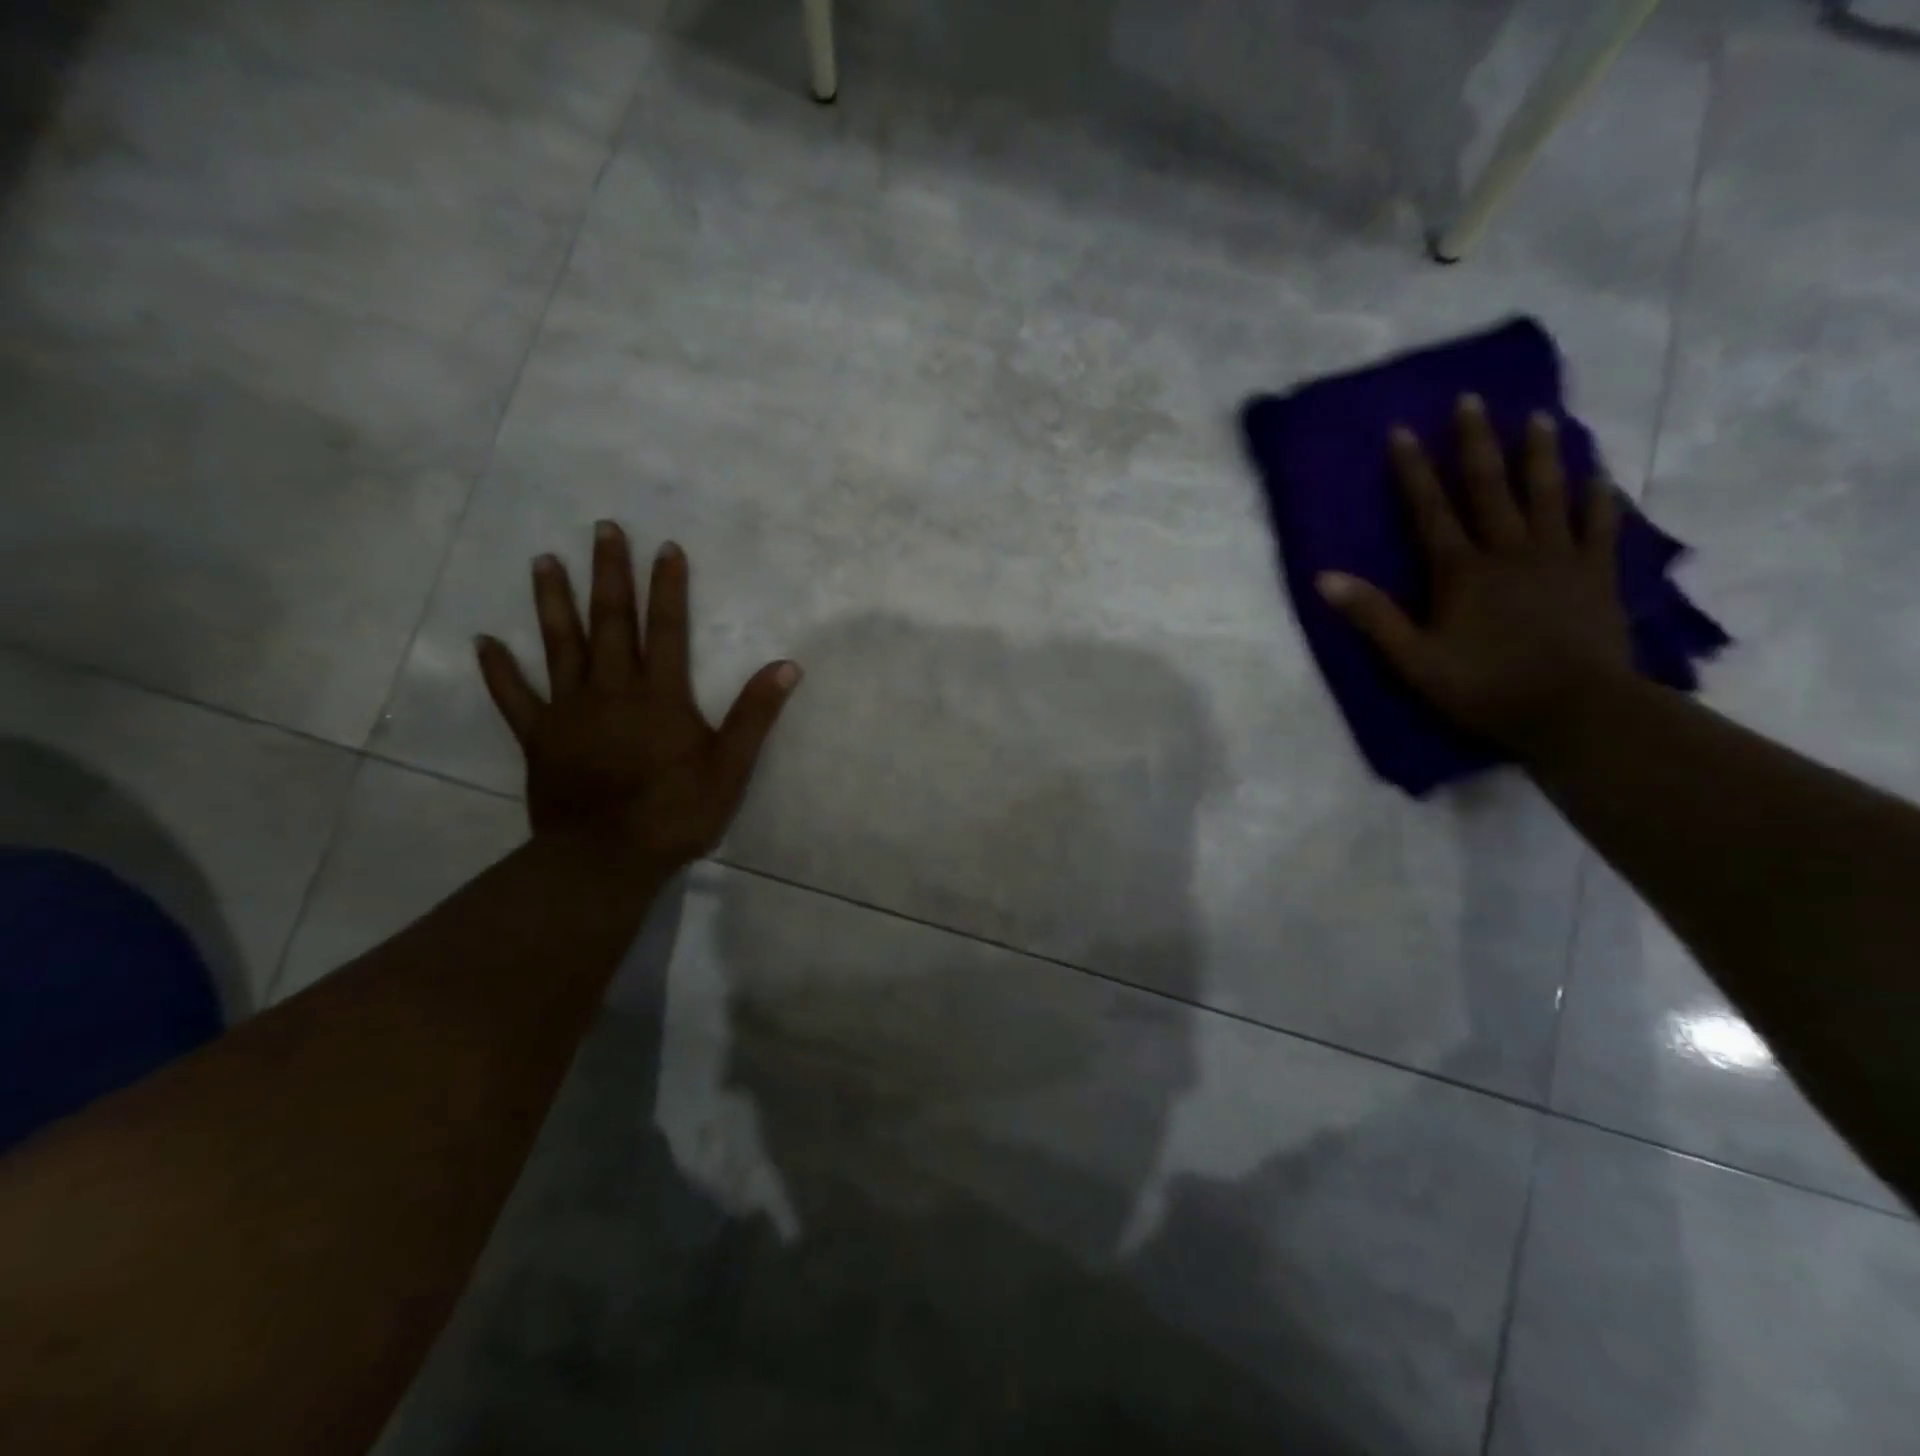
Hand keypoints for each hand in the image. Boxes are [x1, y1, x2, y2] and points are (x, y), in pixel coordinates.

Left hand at [475, 523, 799, 870]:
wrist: (606, 858)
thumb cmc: (675, 812)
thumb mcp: (730, 766)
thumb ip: (755, 714)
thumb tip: (787, 665)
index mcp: (659, 695)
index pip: (666, 628)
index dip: (667, 586)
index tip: (665, 547)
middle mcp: (611, 690)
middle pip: (610, 622)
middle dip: (609, 574)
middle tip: (602, 529)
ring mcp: (569, 711)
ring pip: (560, 645)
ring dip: (553, 601)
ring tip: (544, 561)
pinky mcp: (539, 737)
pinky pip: (514, 697)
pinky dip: (499, 669)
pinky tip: (484, 640)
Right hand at [1317, 394, 1634, 756]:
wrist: (1575, 712)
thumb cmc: (1483, 688)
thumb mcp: (1413, 660)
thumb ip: (1372, 616)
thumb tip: (1324, 578)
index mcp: (1460, 571)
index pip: (1430, 510)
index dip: (1413, 471)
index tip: (1402, 430)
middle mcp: (1509, 551)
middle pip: (1489, 488)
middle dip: (1476, 443)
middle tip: (1472, 401)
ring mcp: (1559, 558)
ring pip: (1547, 494)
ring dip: (1539, 455)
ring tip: (1539, 417)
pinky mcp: (1597, 574)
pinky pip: (1599, 525)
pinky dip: (1598, 497)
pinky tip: (1598, 474)